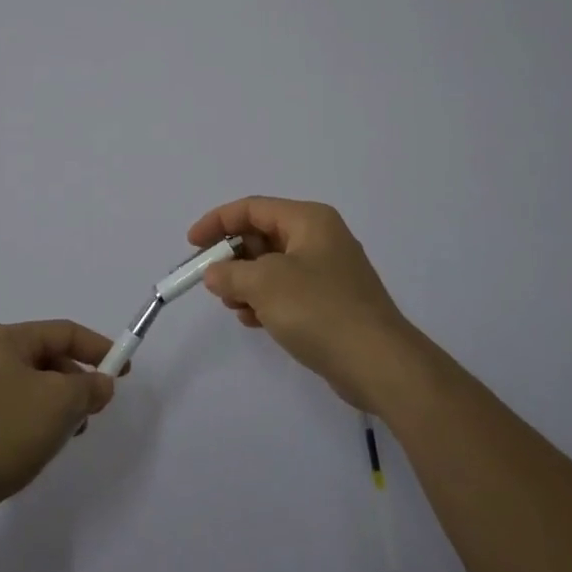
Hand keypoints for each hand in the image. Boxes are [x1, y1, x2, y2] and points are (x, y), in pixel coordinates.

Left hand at [0, 320, 116, 537]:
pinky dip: (37, 426)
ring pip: (35, 390)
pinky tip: (40, 451)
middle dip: (77, 383)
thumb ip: (88, 388)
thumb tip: (101, 383)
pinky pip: (17, 414)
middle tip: (95, 411)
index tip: (124, 371)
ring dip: (58, 409)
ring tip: (68, 436)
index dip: (98, 348)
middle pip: (49, 360)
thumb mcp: (58, 402)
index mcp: (9, 340)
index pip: (65, 332)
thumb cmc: (2, 430)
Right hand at [191, 196, 421, 412]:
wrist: (379, 364)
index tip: (191, 244)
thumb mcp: (264, 284)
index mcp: (309, 220)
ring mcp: (328, 271)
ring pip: (273, 265)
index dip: (217, 222)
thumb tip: (214, 273)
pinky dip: (265, 300)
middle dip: (232, 256)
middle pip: (262, 235)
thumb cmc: (319, 309)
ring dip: (246, 281)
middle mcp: (320, 238)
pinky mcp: (331, 302)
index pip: (253, 208)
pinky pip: (287, 290)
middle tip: (209, 280)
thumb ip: (230, 273)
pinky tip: (251, 320)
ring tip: (231, 305)